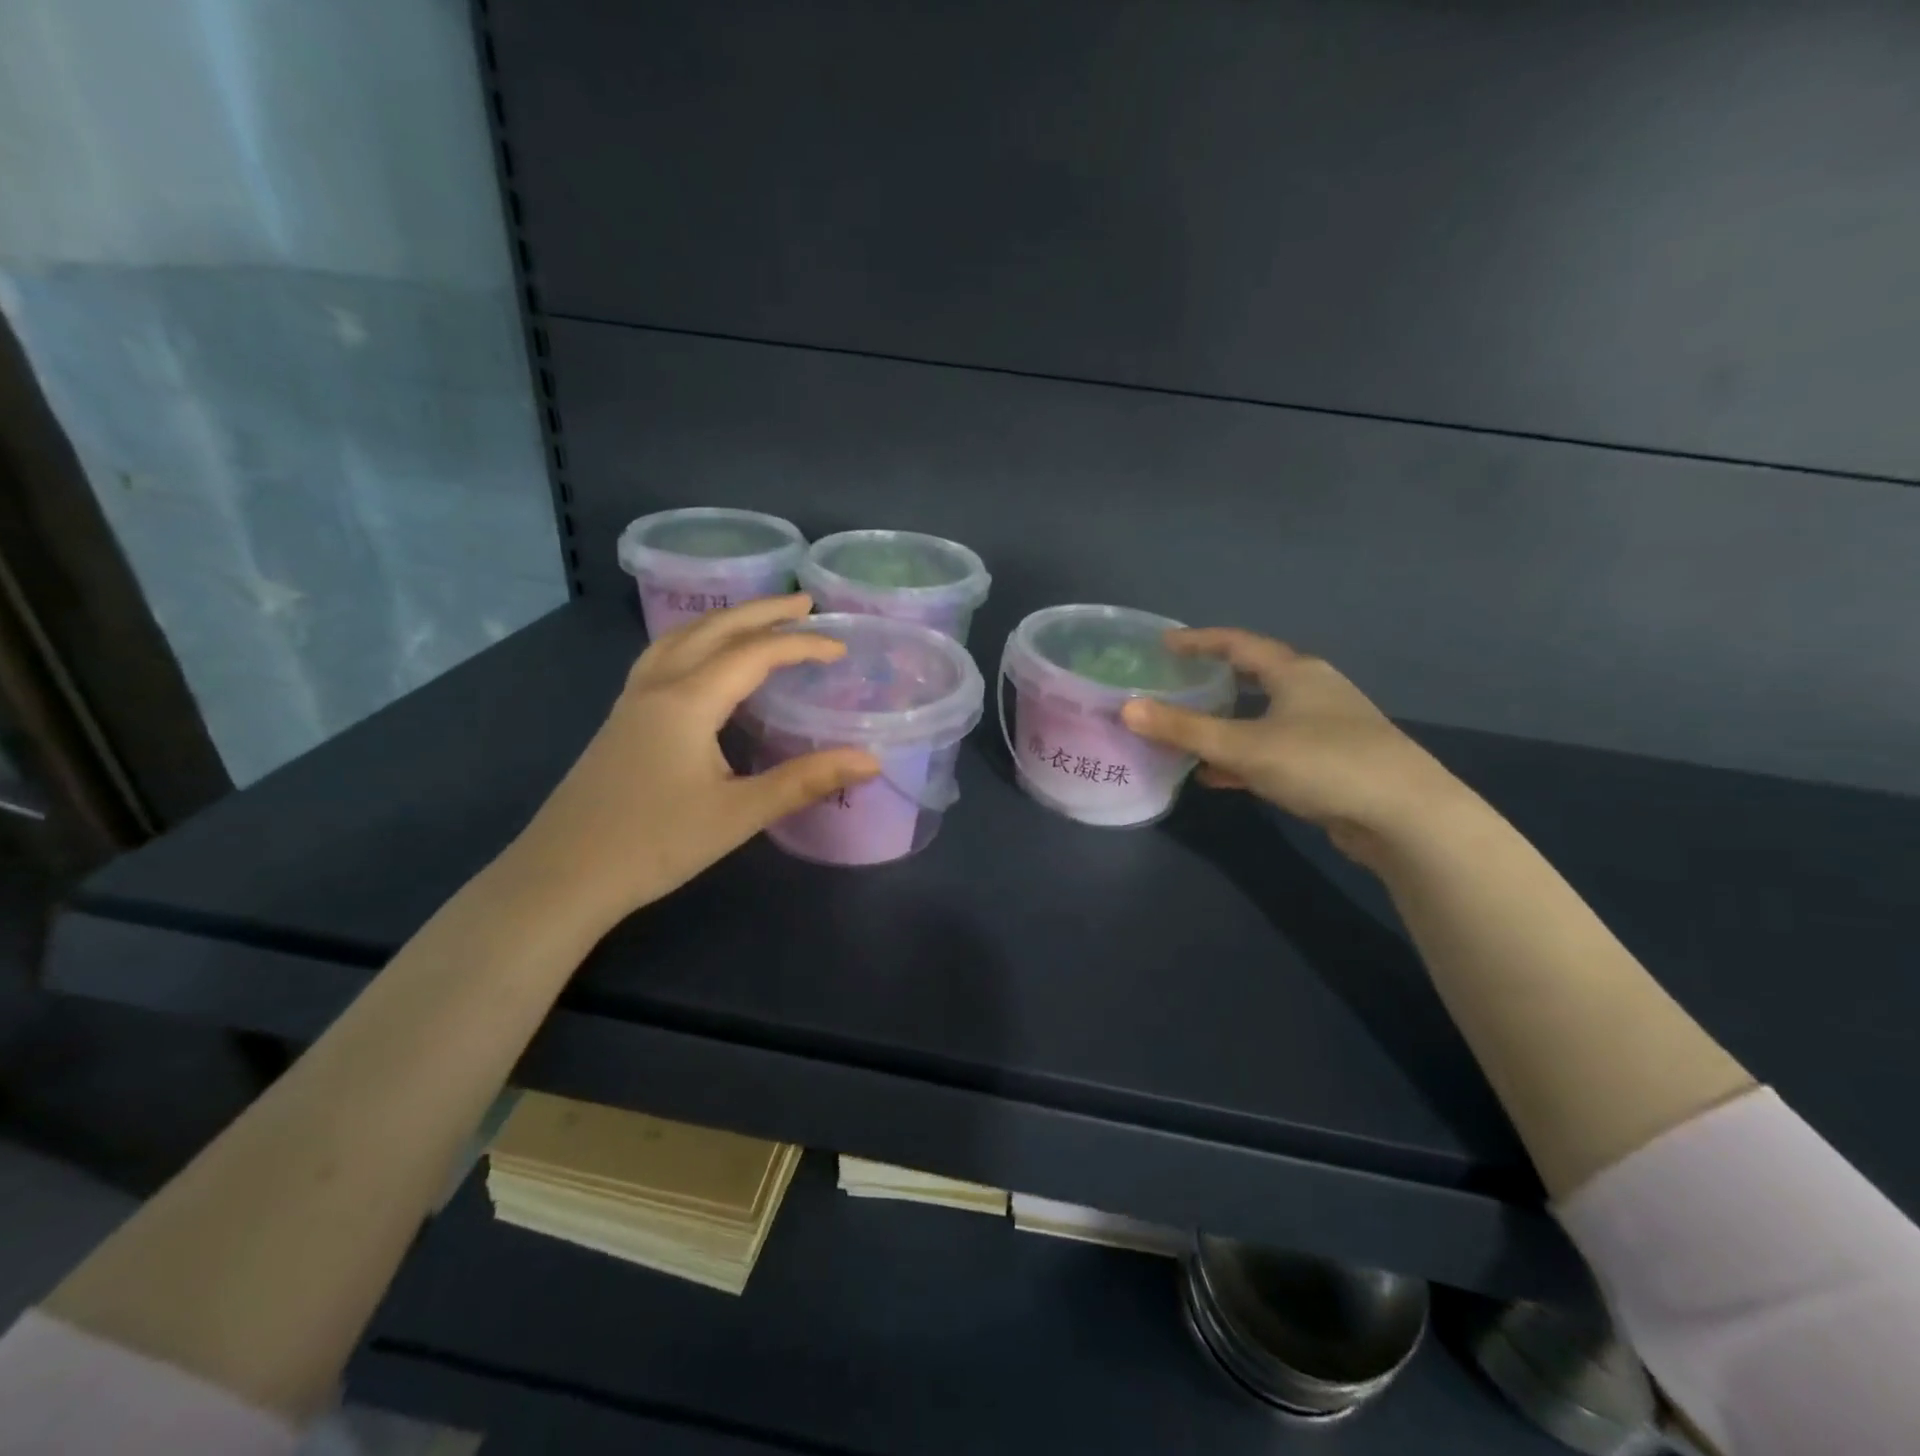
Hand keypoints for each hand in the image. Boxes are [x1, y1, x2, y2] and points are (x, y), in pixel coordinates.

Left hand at [503, 595, 878, 930]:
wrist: (563, 877)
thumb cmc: (655, 843)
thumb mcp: (739, 813)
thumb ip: (804, 782)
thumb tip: (870, 760)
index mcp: (688, 701)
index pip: (754, 653)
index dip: (801, 644)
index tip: (841, 646)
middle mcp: (657, 687)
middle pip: (713, 630)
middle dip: (761, 612)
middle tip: (804, 604)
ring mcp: (632, 702)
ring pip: (679, 638)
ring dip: (723, 622)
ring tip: (756, 621)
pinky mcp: (621, 721)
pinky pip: (662, 658)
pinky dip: (694, 643)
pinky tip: (702, 665)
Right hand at [1120, 628, 1468, 864]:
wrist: (1406, 817)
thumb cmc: (1322, 764)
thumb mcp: (1244, 745)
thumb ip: (1184, 729)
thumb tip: (1125, 709)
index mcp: (1295, 672)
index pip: (1238, 644)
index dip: (1198, 641)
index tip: (1163, 645)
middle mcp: (1312, 691)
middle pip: (1252, 678)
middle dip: (1212, 683)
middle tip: (1173, 687)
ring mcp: (1326, 728)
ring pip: (1262, 718)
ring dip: (1224, 726)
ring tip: (1185, 736)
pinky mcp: (1331, 763)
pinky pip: (1273, 750)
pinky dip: (1243, 758)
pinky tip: (1218, 777)